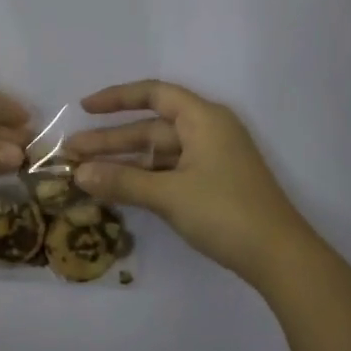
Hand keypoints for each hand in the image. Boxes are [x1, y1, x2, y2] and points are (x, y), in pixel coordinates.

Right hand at [66, 80, 313, 285]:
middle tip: (71, 153)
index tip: (84, 109)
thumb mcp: (169, 195)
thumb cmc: (225, 212)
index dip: (117, 98)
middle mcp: (208, 131)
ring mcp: (212, 159)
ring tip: (85, 173)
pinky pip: (169, 171)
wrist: (279, 256)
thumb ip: (122, 182)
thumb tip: (79, 174)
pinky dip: (143, 178)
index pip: (154, 94)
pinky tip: (117, 189)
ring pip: (158, 153)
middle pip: (151, 127)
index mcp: (203, 119)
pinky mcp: (213, 184)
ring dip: (124, 162)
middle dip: (111, 140)